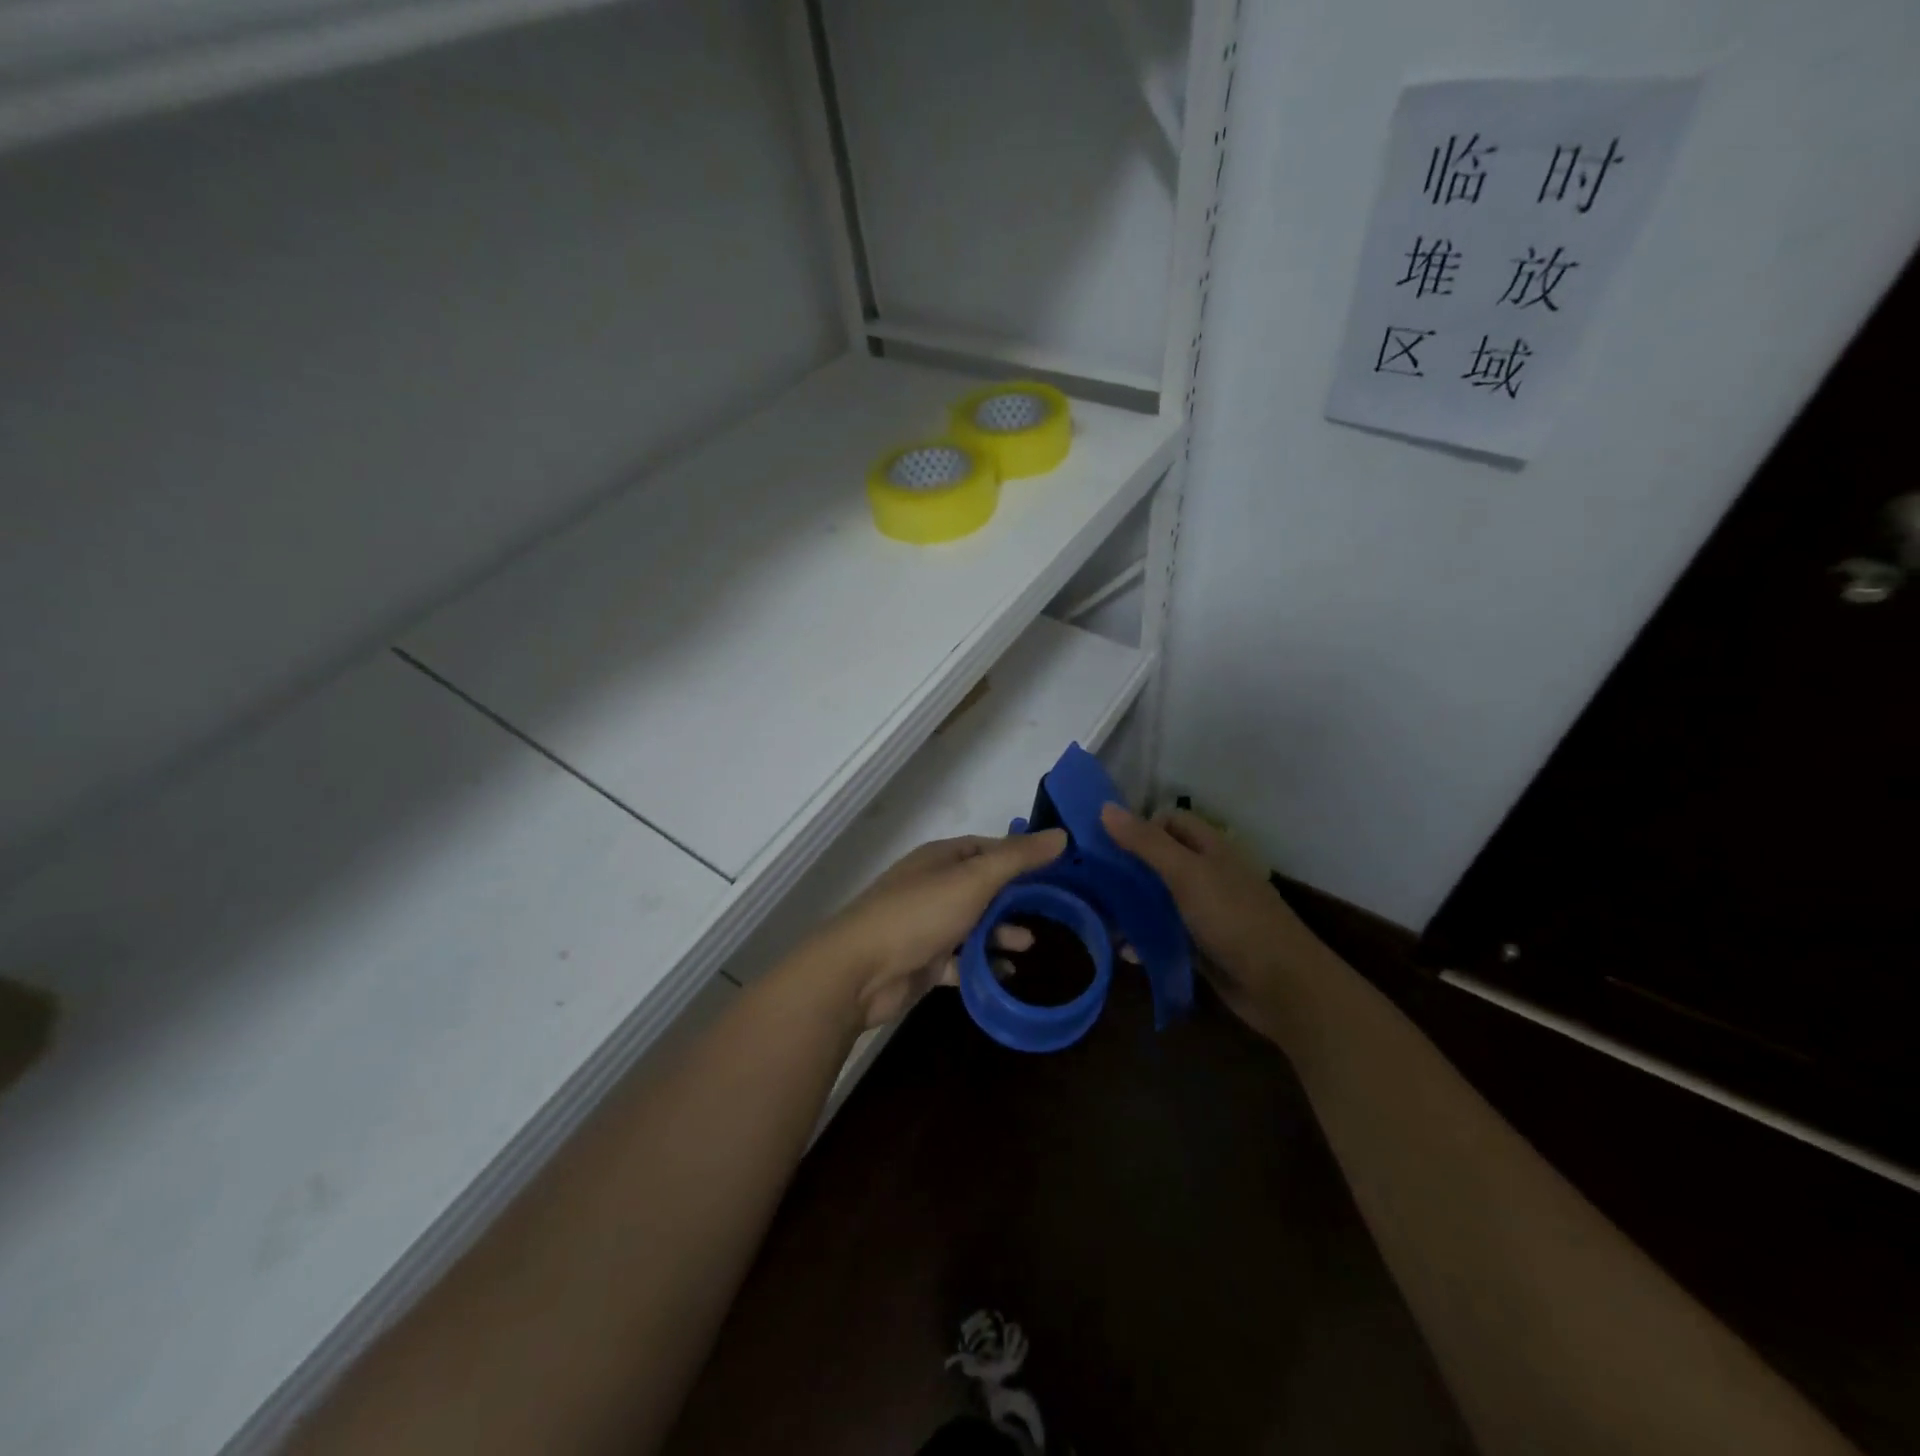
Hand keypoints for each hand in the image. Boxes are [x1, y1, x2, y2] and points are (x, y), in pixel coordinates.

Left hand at [807, 829, 1067, 1029]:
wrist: (860, 970)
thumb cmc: (920, 914)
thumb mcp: (974, 879)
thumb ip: (1017, 858)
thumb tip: (1061, 835)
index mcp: (941, 859)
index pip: (986, 848)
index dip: (1019, 856)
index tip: (1054, 869)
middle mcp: (933, 886)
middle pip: (982, 887)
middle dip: (1013, 898)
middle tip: (1051, 910)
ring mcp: (927, 925)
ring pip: (973, 925)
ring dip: (1000, 932)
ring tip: (1030, 944)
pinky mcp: (924, 961)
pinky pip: (961, 960)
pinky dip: (983, 965)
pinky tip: (1007, 974)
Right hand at [1099, 804, 1332, 1038]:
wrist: (1282, 986)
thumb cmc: (1234, 919)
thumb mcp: (1186, 874)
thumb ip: (1146, 842)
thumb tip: (1104, 807)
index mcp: (1210, 848)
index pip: (1170, 821)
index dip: (1139, 825)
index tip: (1105, 843)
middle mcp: (1207, 875)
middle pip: (1160, 859)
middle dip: (1127, 867)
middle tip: (1089, 879)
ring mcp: (1205, 912)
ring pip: (1159, 899)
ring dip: (1131, 906)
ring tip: (1098, 916)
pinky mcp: (1201, 946)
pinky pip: (1165, 934)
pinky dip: (1144, 939)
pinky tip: (1124, 950)